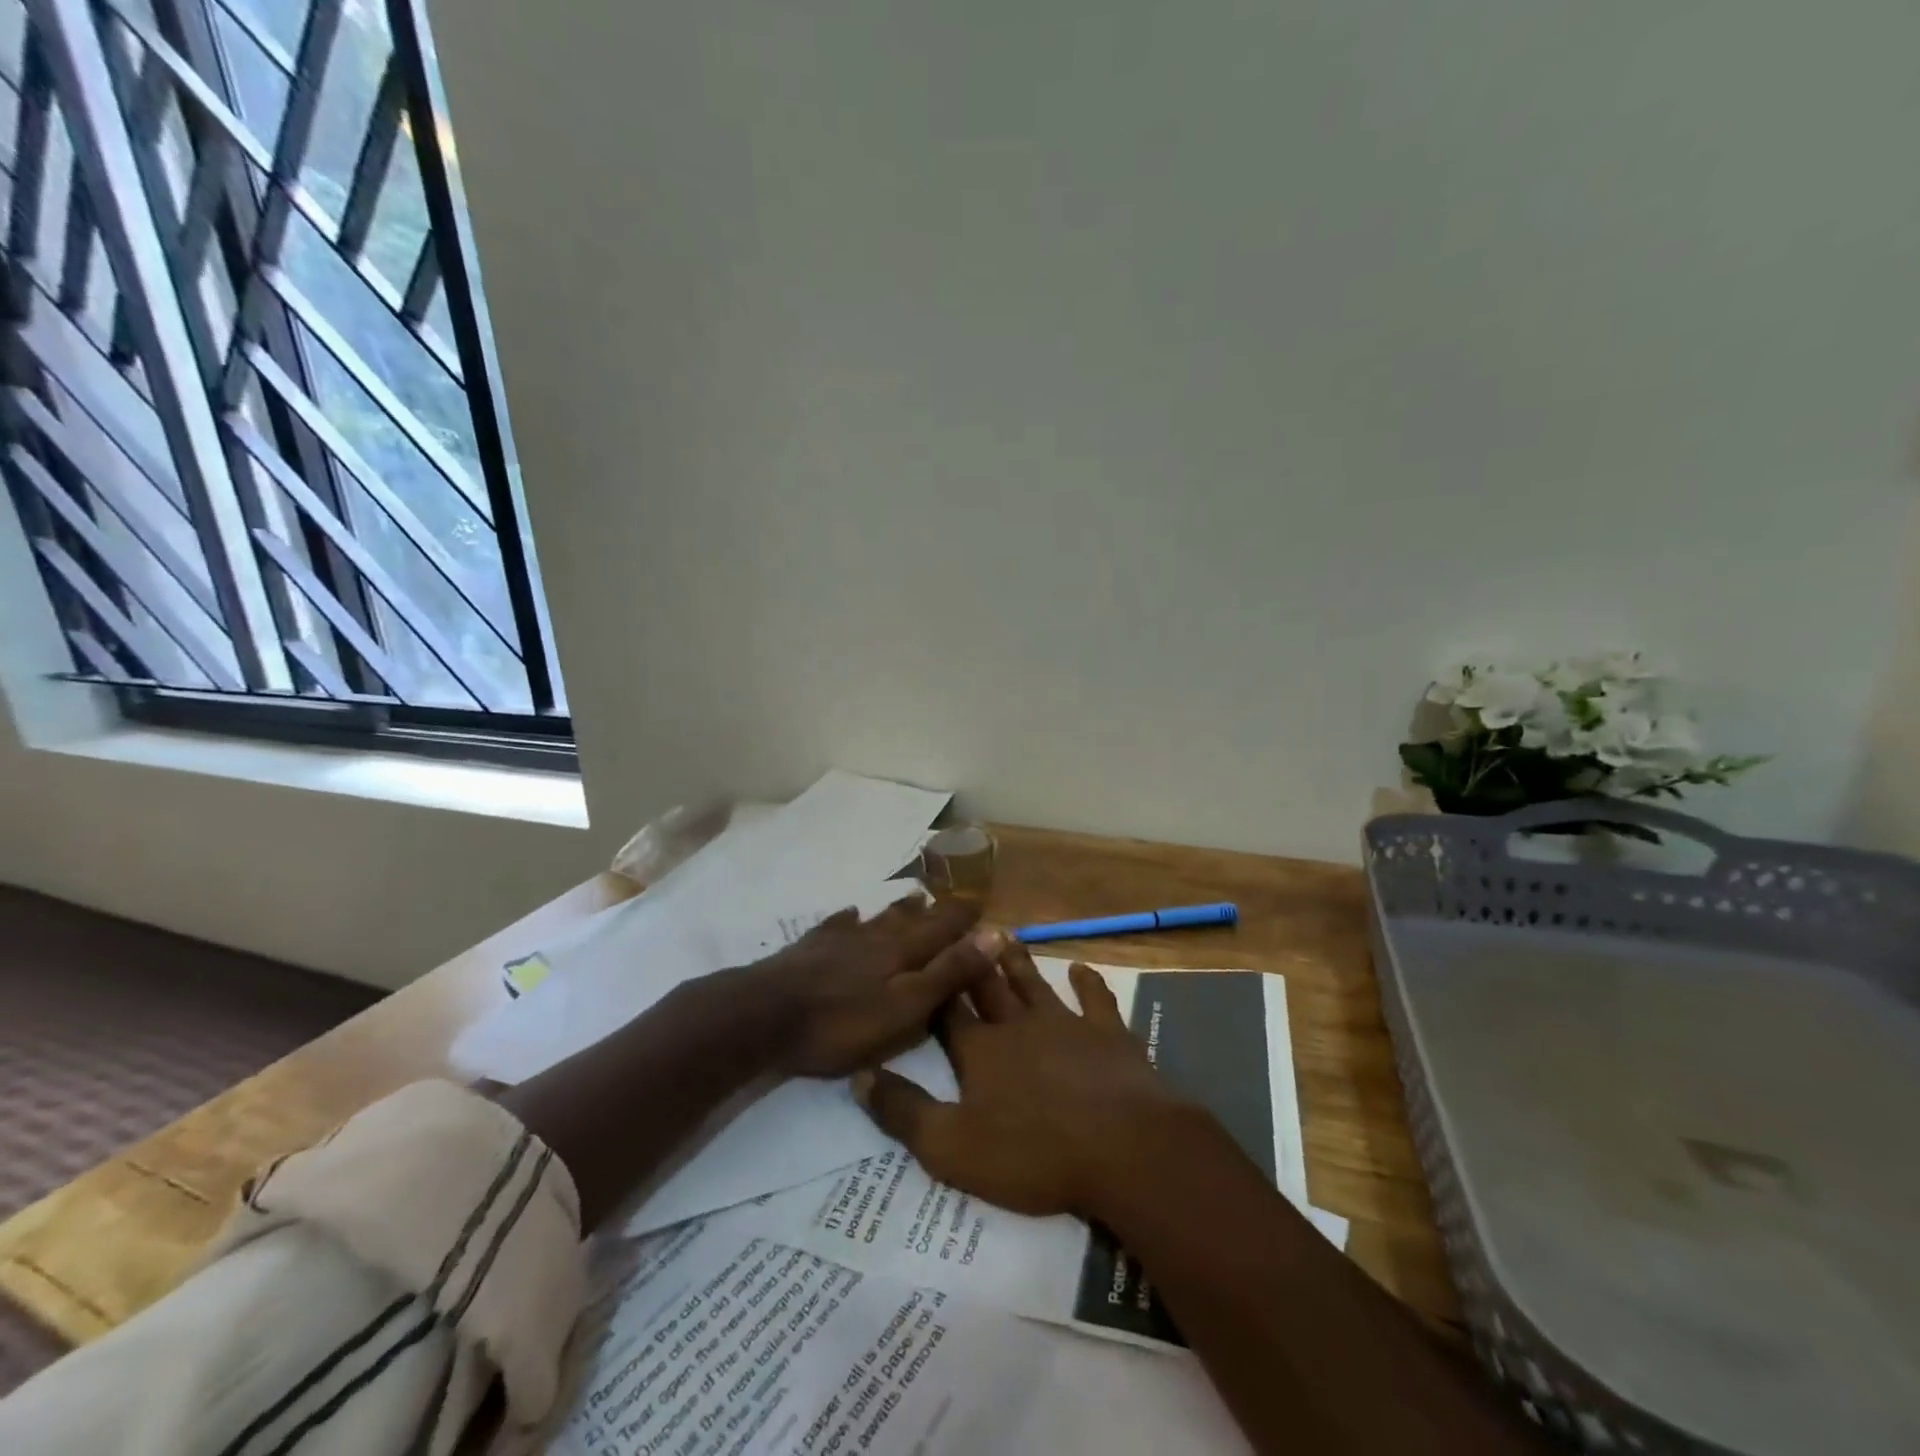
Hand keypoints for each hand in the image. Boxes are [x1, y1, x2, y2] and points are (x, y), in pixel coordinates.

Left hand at [741, 897, 1004, 1076]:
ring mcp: (841, 938)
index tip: (983, 906)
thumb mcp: (906, 1006)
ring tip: (914, 898)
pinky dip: (849, 919)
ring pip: (877, 917)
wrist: (764, 1014)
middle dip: (935, 910)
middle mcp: (876, 935)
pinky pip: (837, 925)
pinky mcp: (810, 948)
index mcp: (903, 950)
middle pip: (911, 918)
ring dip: (899, 909)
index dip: (964, 919)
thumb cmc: (842, 1021)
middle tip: (951, 900)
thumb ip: (949, 972)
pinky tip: (850, 914)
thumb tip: (995, 934)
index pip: (944, 927)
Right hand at [852, 945, 1191, 1216]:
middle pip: (988, 987)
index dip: (933, 987)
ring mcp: (1065, 1024)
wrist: (1121, 1148)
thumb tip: (858, 1076)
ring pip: (1033, 983)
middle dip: (972, 961)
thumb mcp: (951, 1148)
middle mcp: (1017, 1025)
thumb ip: (903, 1112)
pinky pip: (1094, 999)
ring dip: (1018, 961)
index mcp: (979, 1051)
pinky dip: (1087, 982)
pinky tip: (1080, 967)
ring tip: (1004, 934)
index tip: (922, 959)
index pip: (947, 1012)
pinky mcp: (1106, 1033)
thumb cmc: (1032, 1154)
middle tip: (961, 929)